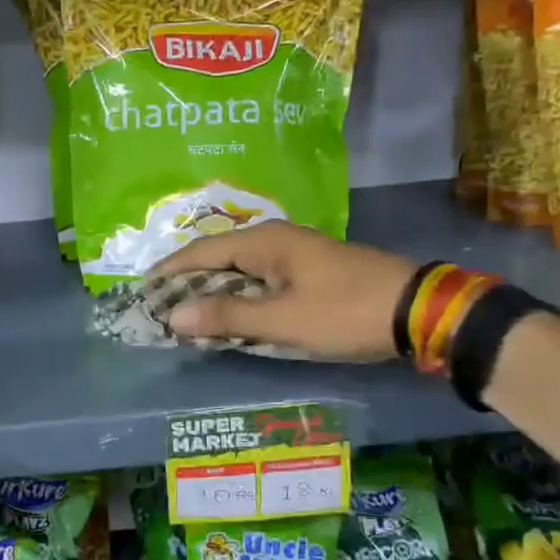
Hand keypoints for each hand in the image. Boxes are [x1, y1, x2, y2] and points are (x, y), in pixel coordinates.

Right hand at [154, 221, 417, 360]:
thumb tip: (173, 317)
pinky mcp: (309, 271)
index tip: (141, 290)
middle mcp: (275, 239)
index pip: (201, 251)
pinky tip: (232, 315)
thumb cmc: (344, 312)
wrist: (418, 311)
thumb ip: (227, 317)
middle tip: (160, 306)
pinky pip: (260, 279)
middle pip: (218, 257)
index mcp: (264, 242)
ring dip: (213, 291)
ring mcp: (295, 253)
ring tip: (187, 314)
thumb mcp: (282, 320)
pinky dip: (239, 296)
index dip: (169, 271)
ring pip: (239, 269)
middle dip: (188, 281)